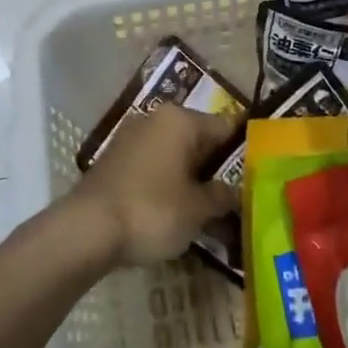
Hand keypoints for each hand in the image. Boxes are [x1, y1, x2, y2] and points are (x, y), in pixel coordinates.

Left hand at [68, 104, 241, 267]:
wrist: (86, 229)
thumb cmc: (152, 211)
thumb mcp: (197, 210)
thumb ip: (221, 197)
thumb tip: (237, 192)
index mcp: (181, 120)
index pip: (225, 127)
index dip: (245, 150)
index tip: (261, 171)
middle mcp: (156, 119)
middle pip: (199, 138)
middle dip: (216, 166)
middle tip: (237, 196)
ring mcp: (132, 136)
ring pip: (175, 152)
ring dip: (191, 175)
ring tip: (208, 208)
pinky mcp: (115, 158)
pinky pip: (154, 164)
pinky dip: (167, 181)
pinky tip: (175, 208)